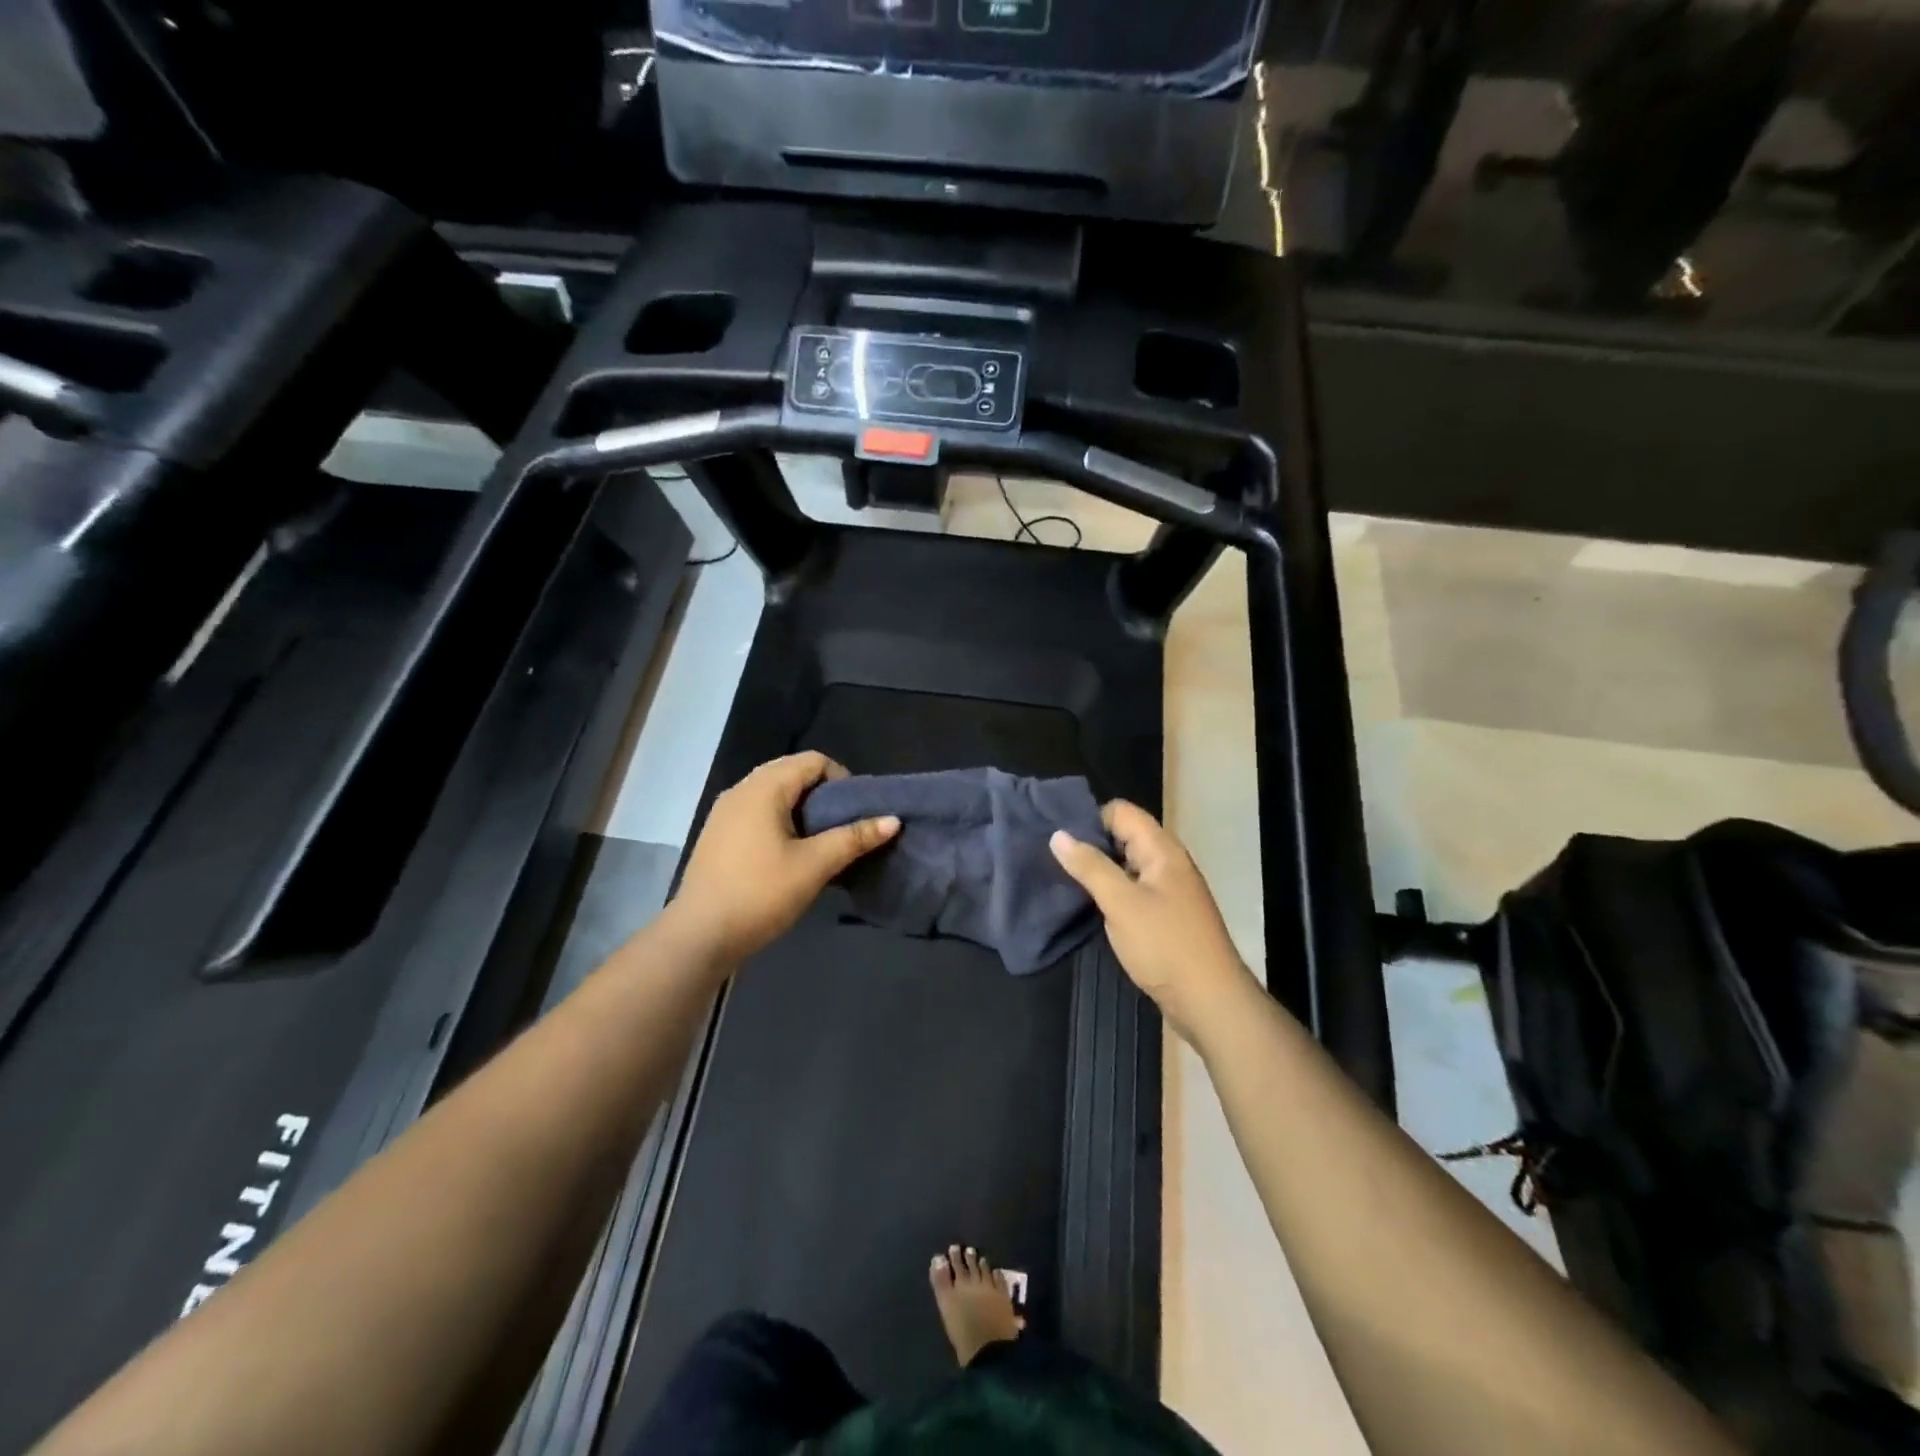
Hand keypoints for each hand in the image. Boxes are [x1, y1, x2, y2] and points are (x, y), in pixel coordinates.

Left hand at [667, 752, 898, 965]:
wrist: (699, 936)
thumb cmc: (760, 894)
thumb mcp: (814, 866)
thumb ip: (854, 838)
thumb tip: (893, 819)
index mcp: (764, 788)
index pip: (813, 761)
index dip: (842, 779)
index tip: (855, 813)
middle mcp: (741, 790)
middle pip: (792, 773)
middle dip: (823, 794)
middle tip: (842, 827)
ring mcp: (725, 812)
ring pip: (774, 794)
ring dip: (803, 809)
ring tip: (821, 842)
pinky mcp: (718, 835)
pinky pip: (758, 812)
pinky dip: (781, 821)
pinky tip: (790, 854)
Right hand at [1050, 801, 1257, 1042]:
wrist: (1210, 1002)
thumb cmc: (1165, 946)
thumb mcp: (1121, 903)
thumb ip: (1090, 867)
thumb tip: (1058, 834)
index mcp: (1162, 850)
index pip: (1121, 812)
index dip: (1090, 819)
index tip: (1059, 840)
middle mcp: (1167, 863)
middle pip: (1124, 836)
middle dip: (1090, 844)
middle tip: (1053, 860)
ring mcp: (1168, 891)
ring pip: (1126, 866)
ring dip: (1099, 871)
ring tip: (1063, 881)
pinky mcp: (1165, 916)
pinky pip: (1133, 891)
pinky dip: (1111, 893)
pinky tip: (1088, 907)